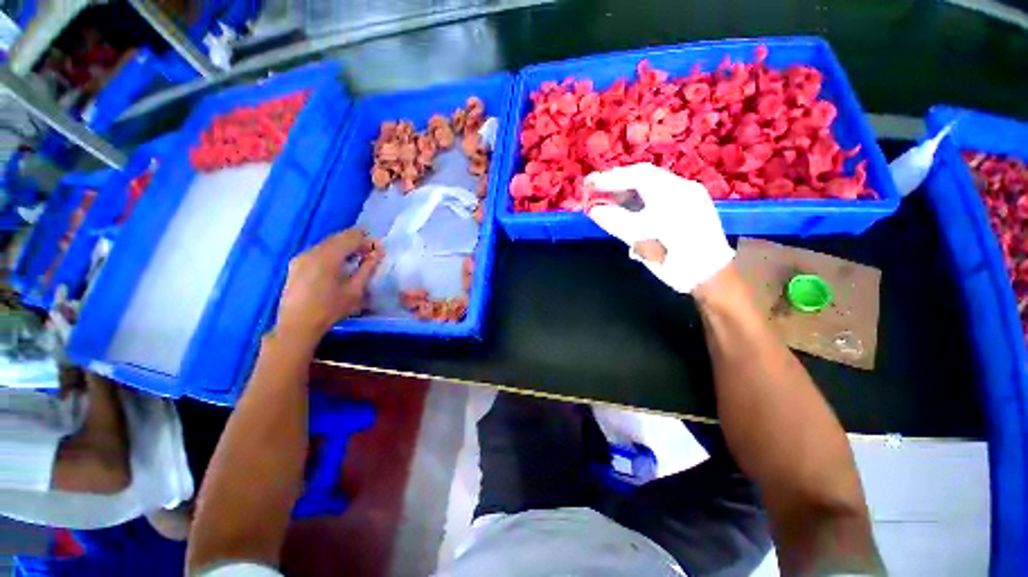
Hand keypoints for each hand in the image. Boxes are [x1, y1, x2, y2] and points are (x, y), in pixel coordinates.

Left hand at [275, 230, 383, 344]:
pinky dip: (333, 252)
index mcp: (327, 257)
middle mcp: (312, 252)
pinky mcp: (296, 264)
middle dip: (356, 241)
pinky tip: (340, 263)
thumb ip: (367, 269)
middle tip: (371, 252)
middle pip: (337, 238)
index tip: (379, 248)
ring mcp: (301, 257)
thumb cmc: (330, 309)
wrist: (297, 325)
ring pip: (327, 243)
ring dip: (344, 246)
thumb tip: (378, 253)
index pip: (350, 238)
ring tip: (358, 257)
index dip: (366, 240)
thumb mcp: (355, 290)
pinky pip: (319, 250)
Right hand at [586, 163, 733, 292]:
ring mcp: (690, 197)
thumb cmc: (674, 258)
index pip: (636, 175)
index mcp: (672, 192)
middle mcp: (683, 187)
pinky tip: (631, 207)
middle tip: (597, 188)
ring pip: (654, 185)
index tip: (589, 184)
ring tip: (610, 197)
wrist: (710, 277)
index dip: (610, 178)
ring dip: (630, 190)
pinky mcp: (692, 208)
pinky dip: (642, 198)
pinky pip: (662, 195)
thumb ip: (614, 220)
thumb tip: (593, 209)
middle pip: (646, 176)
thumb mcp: (639, 239)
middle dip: (619, 181)